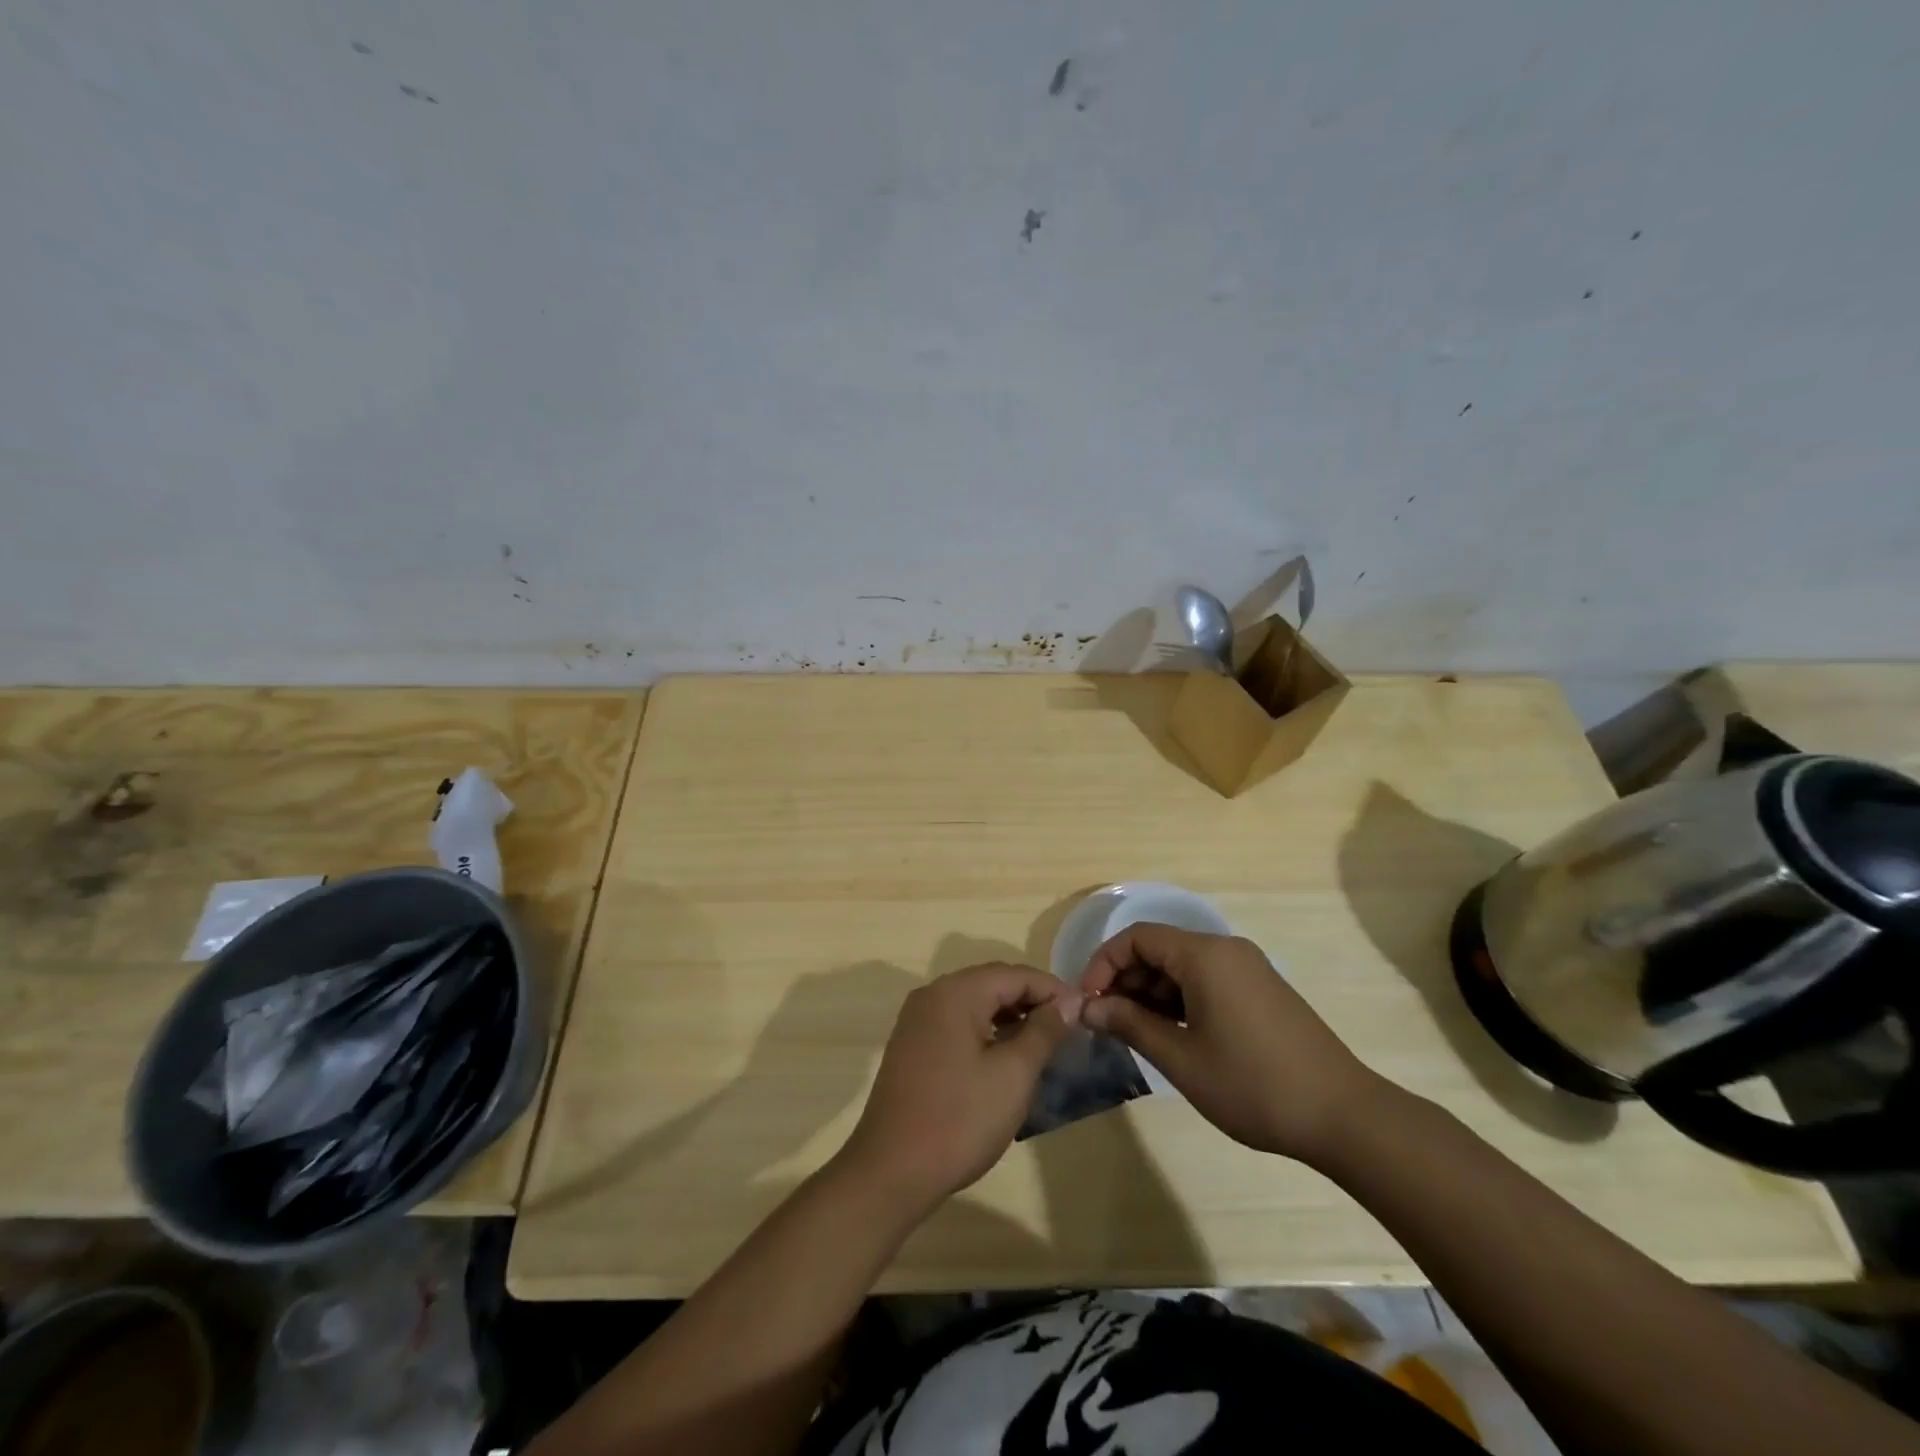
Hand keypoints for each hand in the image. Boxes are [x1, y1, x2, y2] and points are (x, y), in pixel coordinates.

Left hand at [835, 963, 1080, 1216]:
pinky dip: (985, 1030)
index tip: (1084, 1013)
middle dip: (1031, 1000)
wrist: (891, 1171)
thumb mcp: (1013, 1074)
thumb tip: (1069, 1001)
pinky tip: (1004, 1058)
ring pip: (974, 1003)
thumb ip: (1043, 1031)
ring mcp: (917, 1020)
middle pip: (992, 983)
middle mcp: (932, 995)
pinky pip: (957, 1023)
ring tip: (1042, 1044)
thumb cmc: (960, 1119)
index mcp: (955, 993)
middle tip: (1066, 1029)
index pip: (1015, 974)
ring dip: (1009, 1016)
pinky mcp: (911, 1045)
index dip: (1053, 990)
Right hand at [1080, 923, 1378, 1164]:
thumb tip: (1086, 1006)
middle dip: (1126, 980)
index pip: (1137, 938)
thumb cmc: (1253, 1085)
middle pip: (1159, 948)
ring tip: (1135, 1033)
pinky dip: (1180, 999)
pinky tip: (1172, 1035)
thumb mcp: (1181, 1058)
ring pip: (1182, 966)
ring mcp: (1248, 969)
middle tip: (1107, 1022)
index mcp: (1205, 955)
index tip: (1088, 1002)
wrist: (1343, 1116)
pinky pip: (1206, 980)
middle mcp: (1226, 950)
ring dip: (1151, 992)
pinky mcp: (1261, 990)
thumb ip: (1128, 1024)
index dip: (1103, 964)